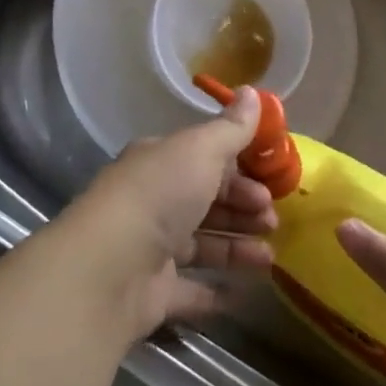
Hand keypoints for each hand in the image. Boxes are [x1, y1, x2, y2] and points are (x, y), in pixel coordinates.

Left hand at [59, 87, 277, 336]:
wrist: (112, 266)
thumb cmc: (161, 193)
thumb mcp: (202, 149)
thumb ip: (231, 128)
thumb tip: (252, 91)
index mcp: (160, 161)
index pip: (204, 159)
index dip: (239, 169)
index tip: (270, 181)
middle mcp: (153, 200)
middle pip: (205, 201)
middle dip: (242, 208)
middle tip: (273, 219)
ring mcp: (151, 248)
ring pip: (202, 244)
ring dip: (236, 248)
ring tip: (270, 258)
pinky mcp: (153, 293)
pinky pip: (190, 291)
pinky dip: (214, 292)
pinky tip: (242, 294)